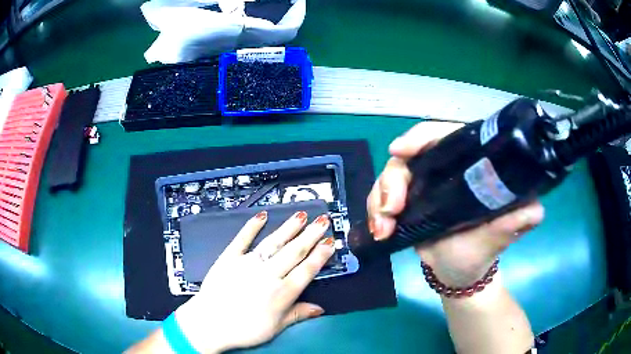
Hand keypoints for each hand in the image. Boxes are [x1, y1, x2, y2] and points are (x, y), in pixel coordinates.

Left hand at [175, 211, 334, 352]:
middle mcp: (268, 274)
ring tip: (302, 215)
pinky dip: (251, 227)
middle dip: (311, 235)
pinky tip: (262, 216)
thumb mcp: (275, 327)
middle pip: (294, 252)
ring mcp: (247, 264)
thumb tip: (319, 309)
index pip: (307, 270)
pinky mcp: (229, 258)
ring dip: (289, 228)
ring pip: (273, 243)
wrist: (210, 324)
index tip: (330, 242)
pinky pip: (242, 239)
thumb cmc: (244, 330)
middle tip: (323, 220)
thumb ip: (298, 314)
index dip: (320, 255)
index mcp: (282, 293)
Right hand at [367, 121, 543, 287]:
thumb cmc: (481, 252)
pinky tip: (379, 231)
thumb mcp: (501, 236)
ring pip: (390, 175)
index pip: (445, 135)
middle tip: (391, 210)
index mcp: (469, 166)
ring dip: (379, 199)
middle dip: (393, 180)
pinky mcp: (406, 201)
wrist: (457, 273)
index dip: (422, 136)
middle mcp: (444, 169)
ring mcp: (421, 185)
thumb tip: (534, 208)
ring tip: (382, 229)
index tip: (400, 151)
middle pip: (409, 156)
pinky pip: (382, 196)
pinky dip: (375, 210)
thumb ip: (518, 221)